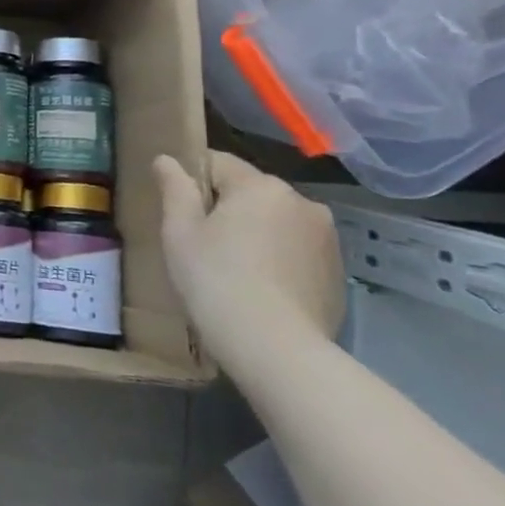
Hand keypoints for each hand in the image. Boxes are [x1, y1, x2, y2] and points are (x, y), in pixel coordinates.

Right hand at [153, 151, 345, 378]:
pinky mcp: (337, 272)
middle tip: (200, 243)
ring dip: (254, 233)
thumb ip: (174, 188)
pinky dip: (276, 258)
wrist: (274, 346)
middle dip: (225, 208)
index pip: (217, 163)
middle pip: (250, 192)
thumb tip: (167, 159)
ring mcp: (327, 238)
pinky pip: (295, 250)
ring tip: (231, 269)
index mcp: (261, 186)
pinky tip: (259, 287)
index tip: (177, 210)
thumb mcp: (179, 230)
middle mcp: (302, 202)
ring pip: (275, 221)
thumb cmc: (214, 278)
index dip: (191, 181)